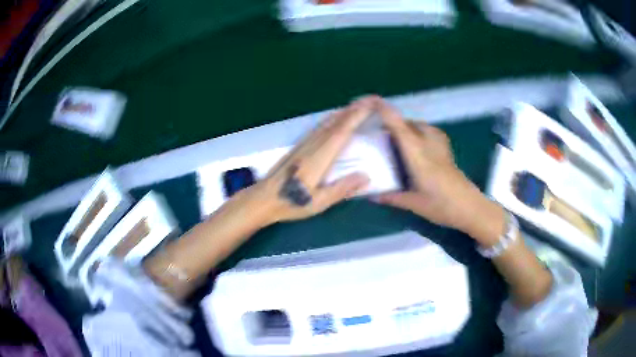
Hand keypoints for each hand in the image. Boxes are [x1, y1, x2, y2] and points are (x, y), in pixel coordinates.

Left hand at [242, 97, 373, 224]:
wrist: (262, 198)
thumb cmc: (290, 203)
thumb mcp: (318, 202)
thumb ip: (342, 188)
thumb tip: (366, 176)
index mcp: (319, 158)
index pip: (342, 132)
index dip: (356, 117)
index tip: (369, 105)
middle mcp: (312, 146)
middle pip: (335, 123)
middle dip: (353, 110)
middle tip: (369, 100)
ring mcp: (304, 144)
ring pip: (326, 123)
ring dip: (343, 112)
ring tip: (357, 106)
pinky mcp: (298, 146)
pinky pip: (318, 127)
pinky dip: (330, 119)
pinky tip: (333, 119)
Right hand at [372, 99, 504, 245]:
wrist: (469, 206)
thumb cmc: (441, 205)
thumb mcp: (413, 203)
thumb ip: (391, 197)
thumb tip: (371, 195)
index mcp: (417, 154)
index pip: (398, 126)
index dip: (384, 111)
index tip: (370, 101)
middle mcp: (428, 143)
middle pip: (408, 123)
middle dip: (392, 122)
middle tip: (378, 134)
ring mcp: (439, 145)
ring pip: (420, 125)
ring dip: (406, 127)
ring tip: (396, 139)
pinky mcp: (446, 149)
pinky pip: (430, 131)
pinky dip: (419, 132)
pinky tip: (417, 145)